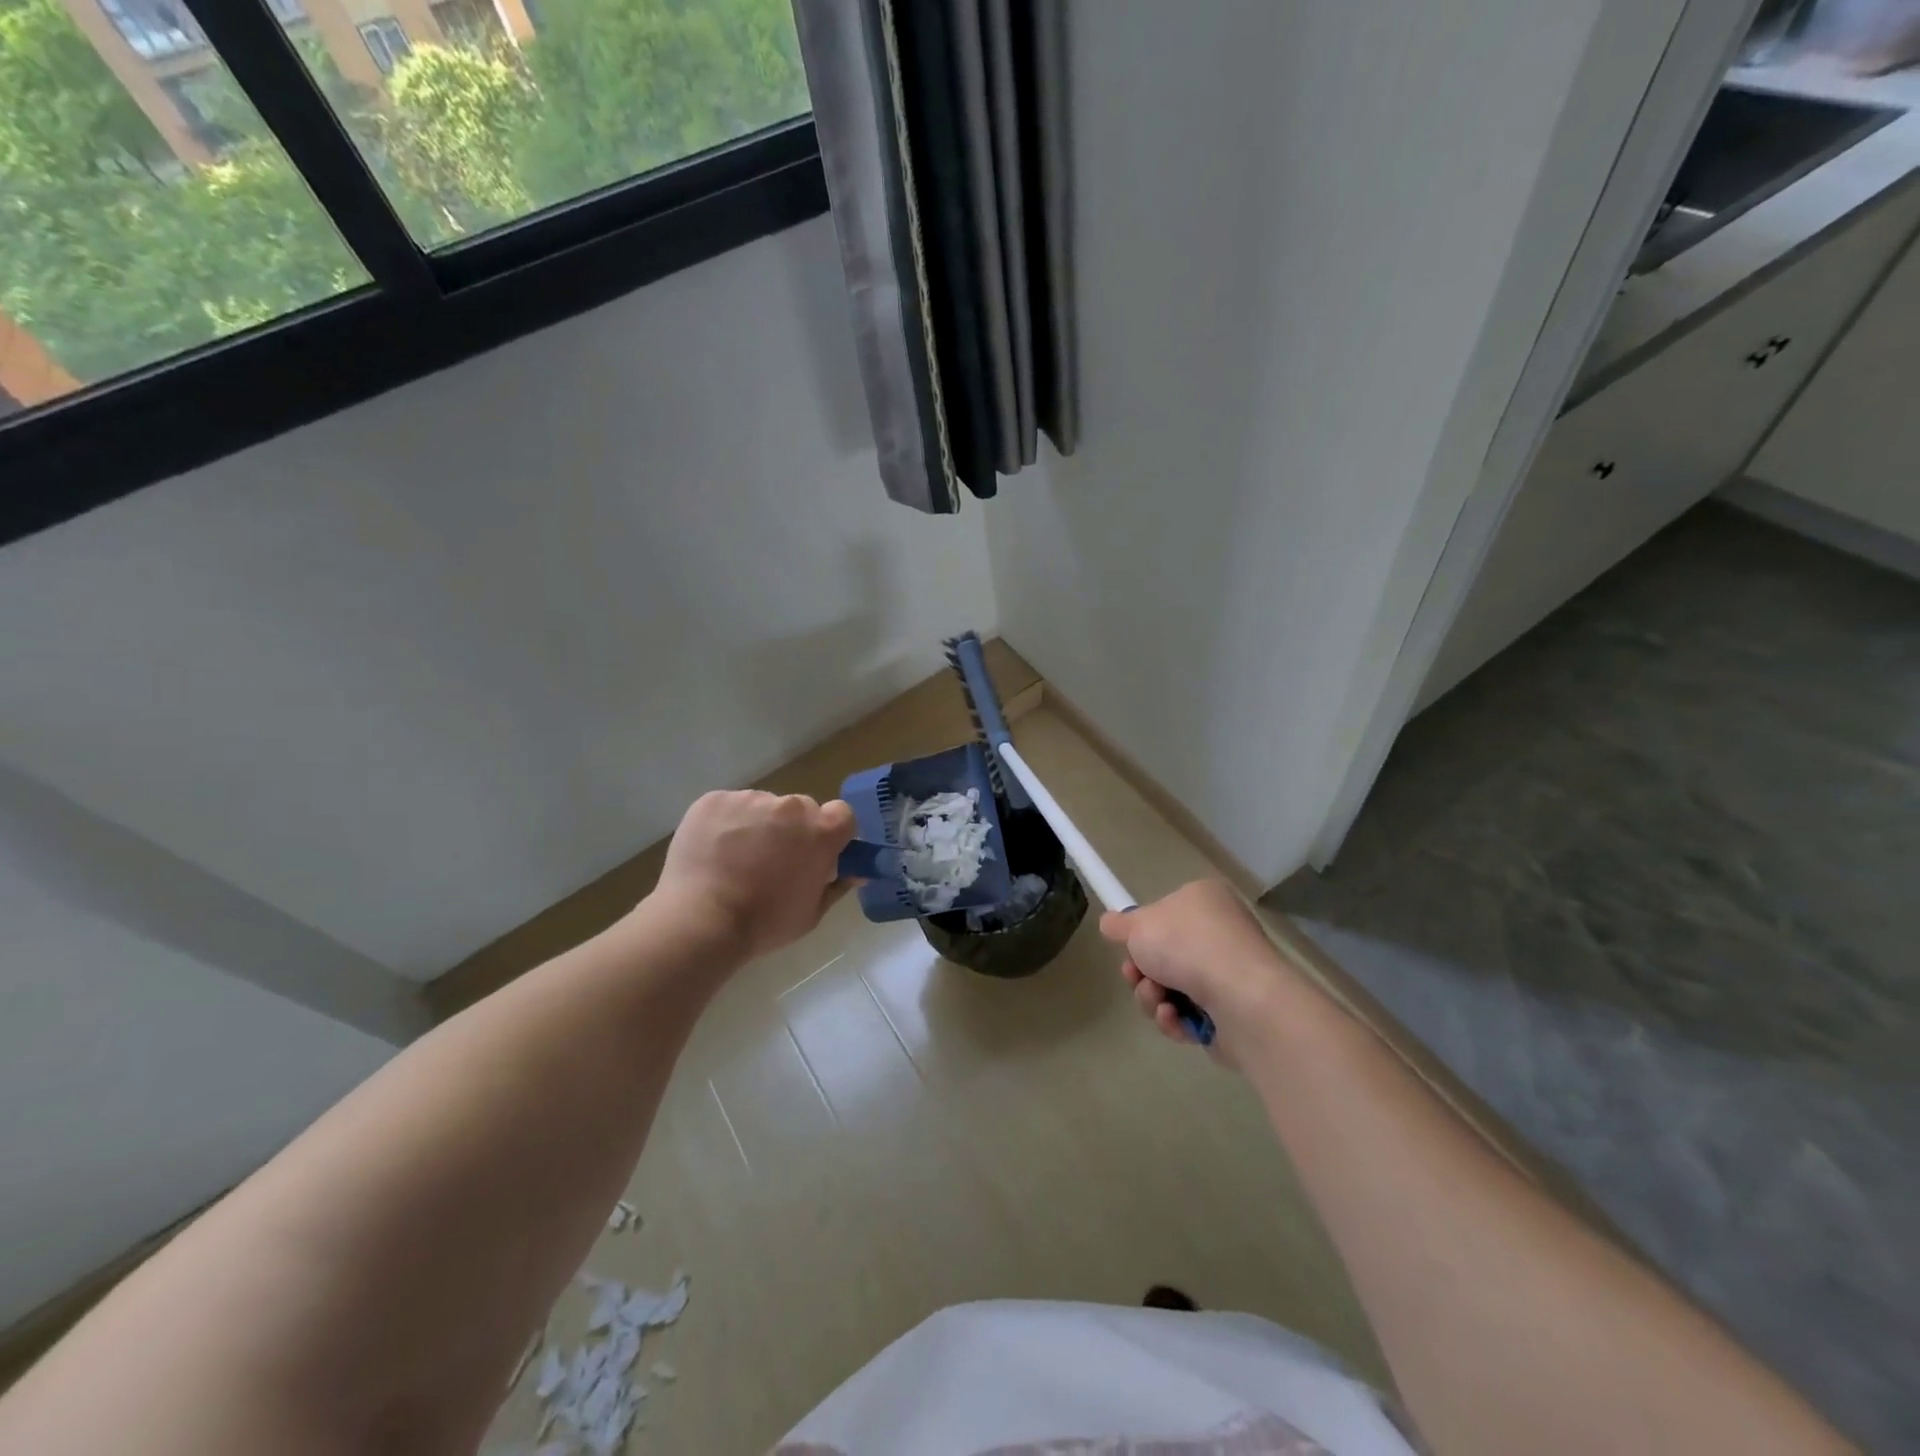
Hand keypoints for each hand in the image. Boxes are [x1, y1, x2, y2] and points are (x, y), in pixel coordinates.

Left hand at [653, 791, 856, 959]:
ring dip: (757, 825)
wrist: (700, 922)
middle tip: (773, 861)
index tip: (818, 852)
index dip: (832, 832)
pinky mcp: (714, 800)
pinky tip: (713, 851)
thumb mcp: (811, 913)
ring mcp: (750, 799)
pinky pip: (729, 806)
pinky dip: (725, 823)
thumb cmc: (764, 923)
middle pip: (800, 809)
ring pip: (762, 806)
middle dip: (792, 829)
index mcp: (821, 831)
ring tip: (735, 859)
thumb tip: (856, 872)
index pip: (842, 814)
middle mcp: (790, 806)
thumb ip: (837, 886)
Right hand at [1100, 880, 1299, 1063]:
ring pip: (1169, 988)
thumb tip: (1109, 922)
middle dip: (1141, 971)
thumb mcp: (1139, 925)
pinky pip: (1187, 1016)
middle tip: (1135, 975)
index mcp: (1203, 901)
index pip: (1164, 912)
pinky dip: (1174, 1019)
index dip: (1141, 931)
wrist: (1243, 999)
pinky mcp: (1228, 1015)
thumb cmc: (1188, 946)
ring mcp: (1226, 976)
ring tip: (1158, 999)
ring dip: (1151, 996)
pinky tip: (1174, 1017)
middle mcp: (1218, 934)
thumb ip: (1120, 925)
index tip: (1127, 945)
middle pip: (1162, 955)